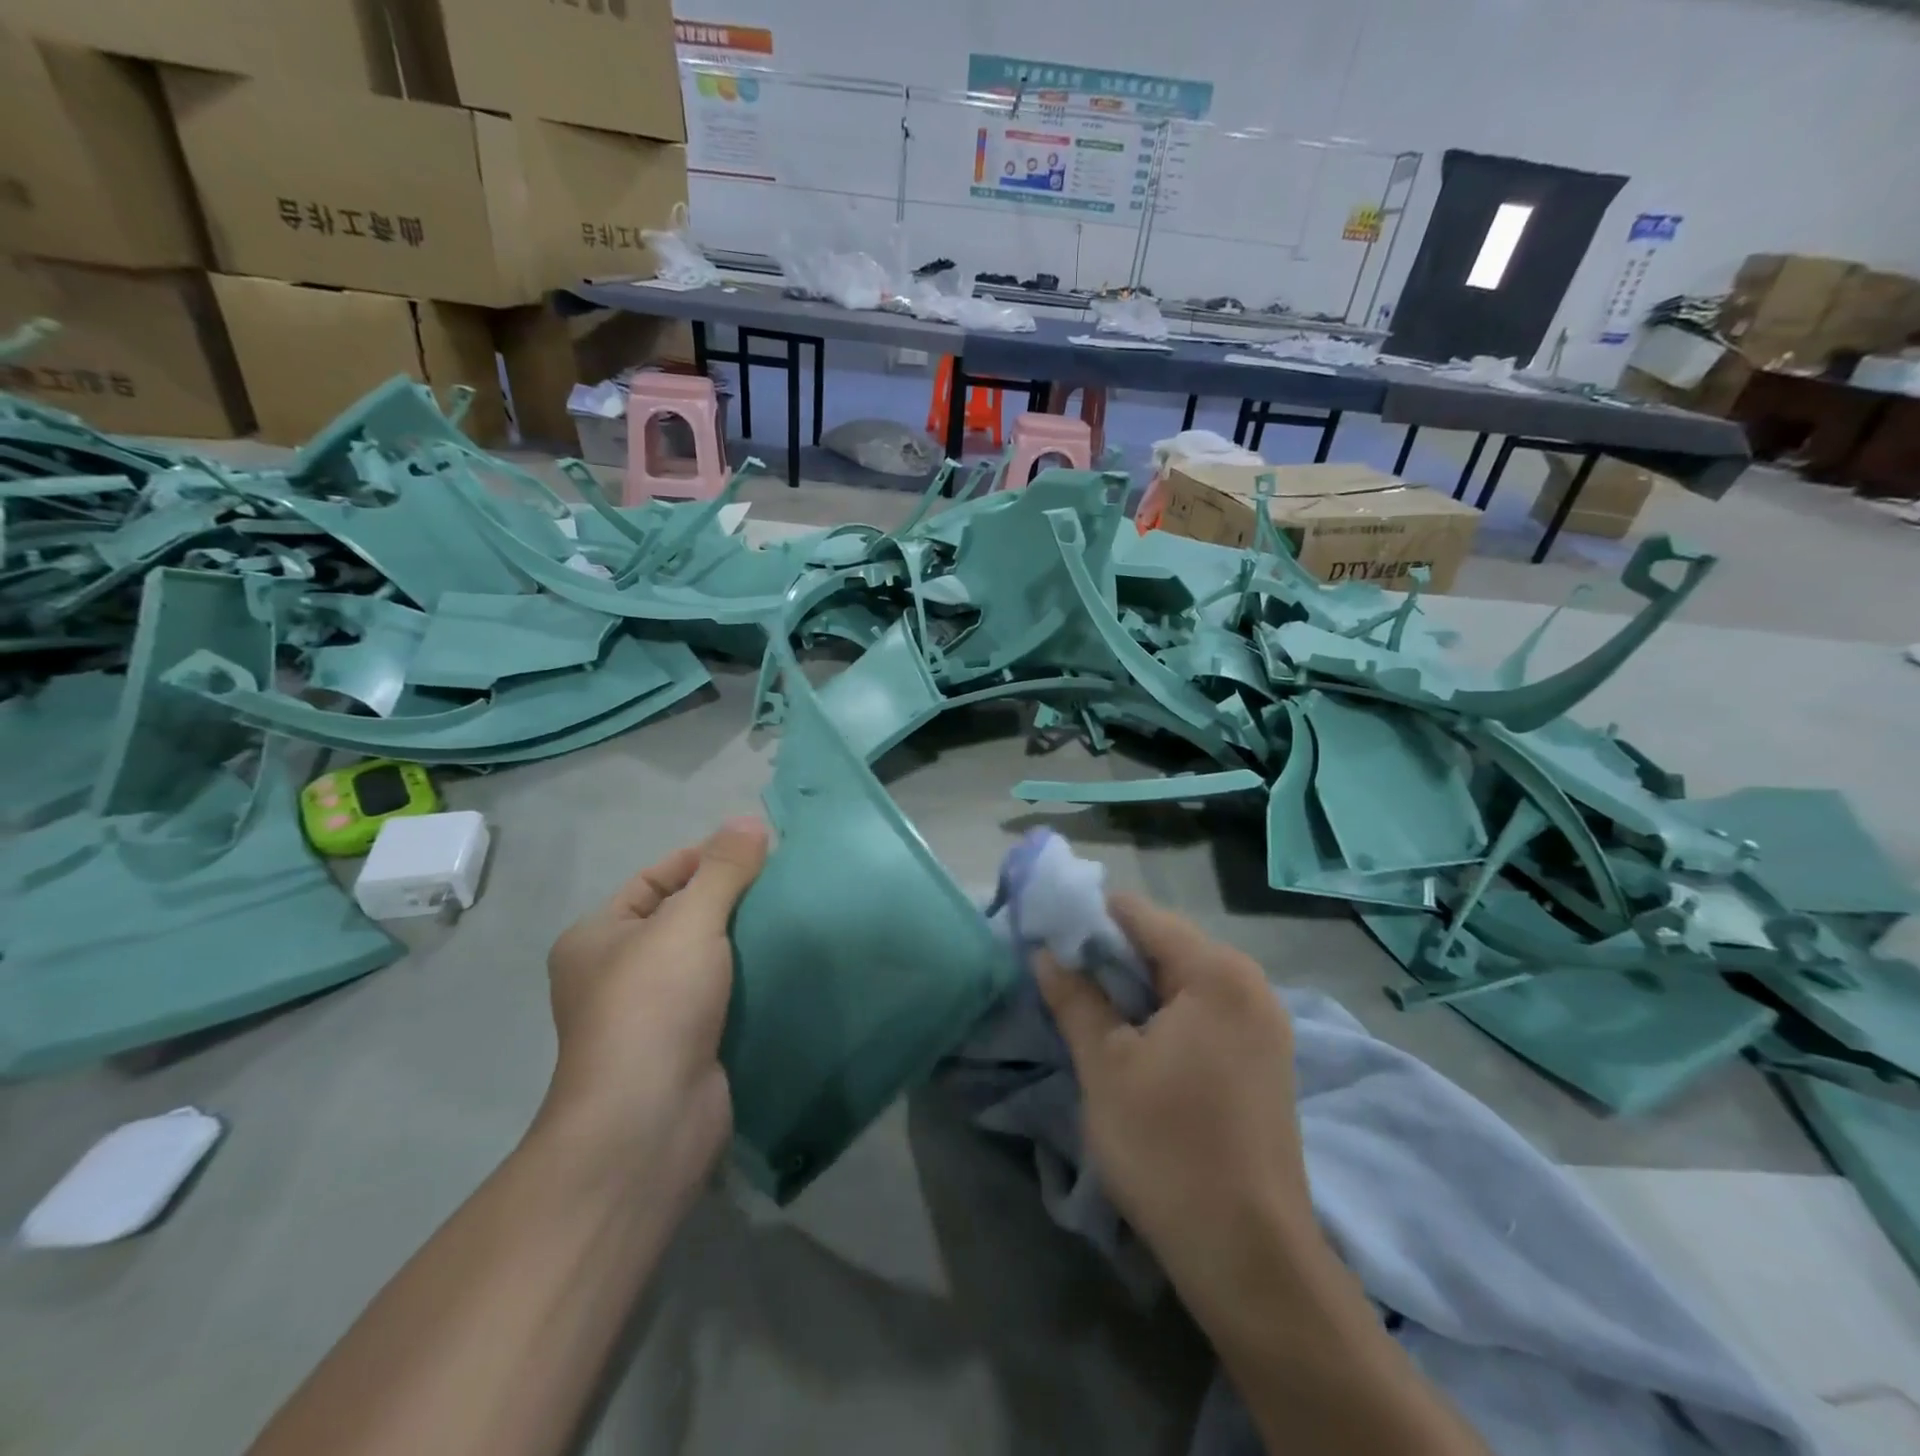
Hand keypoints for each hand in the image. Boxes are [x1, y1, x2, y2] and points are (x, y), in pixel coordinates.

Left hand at [540, 818, 769, 1203]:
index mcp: (598, 937)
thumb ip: (722, 870)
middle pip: (683, 916)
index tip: (759, 851)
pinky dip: (750, 980)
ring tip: (794, 917)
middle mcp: (617, 973)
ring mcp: (651, 1014)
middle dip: (732, 899)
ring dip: (746, 942)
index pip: (656, 878)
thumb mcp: (689, 922)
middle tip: (784, 883)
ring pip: (707, 959)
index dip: (704, 858)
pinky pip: (723, 996)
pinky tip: (788, 965)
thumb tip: (750, 821)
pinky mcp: (686, 1045)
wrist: (649, 1123)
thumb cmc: (654, 1007)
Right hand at [1035, 894, 1325, 1324]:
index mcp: (1215, 971)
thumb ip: (1074, 997)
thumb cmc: (1169, 1146)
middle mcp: (1248, 982)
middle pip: (1163, 942)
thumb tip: (1045, 952)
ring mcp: (1263, 1021)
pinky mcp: (1263, 1057)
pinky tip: (1132, 1041)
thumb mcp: (1105, 1065)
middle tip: (1059, 978)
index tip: (1045, 940)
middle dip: (1108, 955)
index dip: (1086, 920)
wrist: (1250, 1257)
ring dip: (1132, 987)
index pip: (1138, 914)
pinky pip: (1202, 1010)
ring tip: (1086, 1009)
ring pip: (1181, 979)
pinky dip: (1162, 1013)